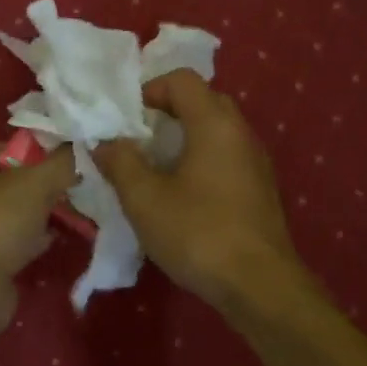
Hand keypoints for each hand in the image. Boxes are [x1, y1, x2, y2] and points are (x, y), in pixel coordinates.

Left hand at [0, 142, 77, 294]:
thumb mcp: (36, 183)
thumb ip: (61, 162)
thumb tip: (78, 149)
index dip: (31, 156)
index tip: (57, 168)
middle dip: (31, 189)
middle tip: (62, 193)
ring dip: (27, 217)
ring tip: (60, 217)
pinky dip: (17, 242)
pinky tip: (45, 243)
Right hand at [94, 71, 306, 311]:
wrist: (260, 285)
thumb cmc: (199, 233)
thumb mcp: (145, 199)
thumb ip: (121, 162)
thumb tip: (106, 142)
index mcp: (215, 123)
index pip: (182, 80)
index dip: (149, 89)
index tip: (125, 118)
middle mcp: (241, 133)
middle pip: (203, 101)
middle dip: (167, 113)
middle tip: (138, 139)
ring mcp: (256, 162)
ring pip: (216, 131)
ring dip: (184, 139)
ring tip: (155, 168)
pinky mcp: (260, 189)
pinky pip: (227, 157)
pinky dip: (201, 160)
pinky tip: (182, 194)